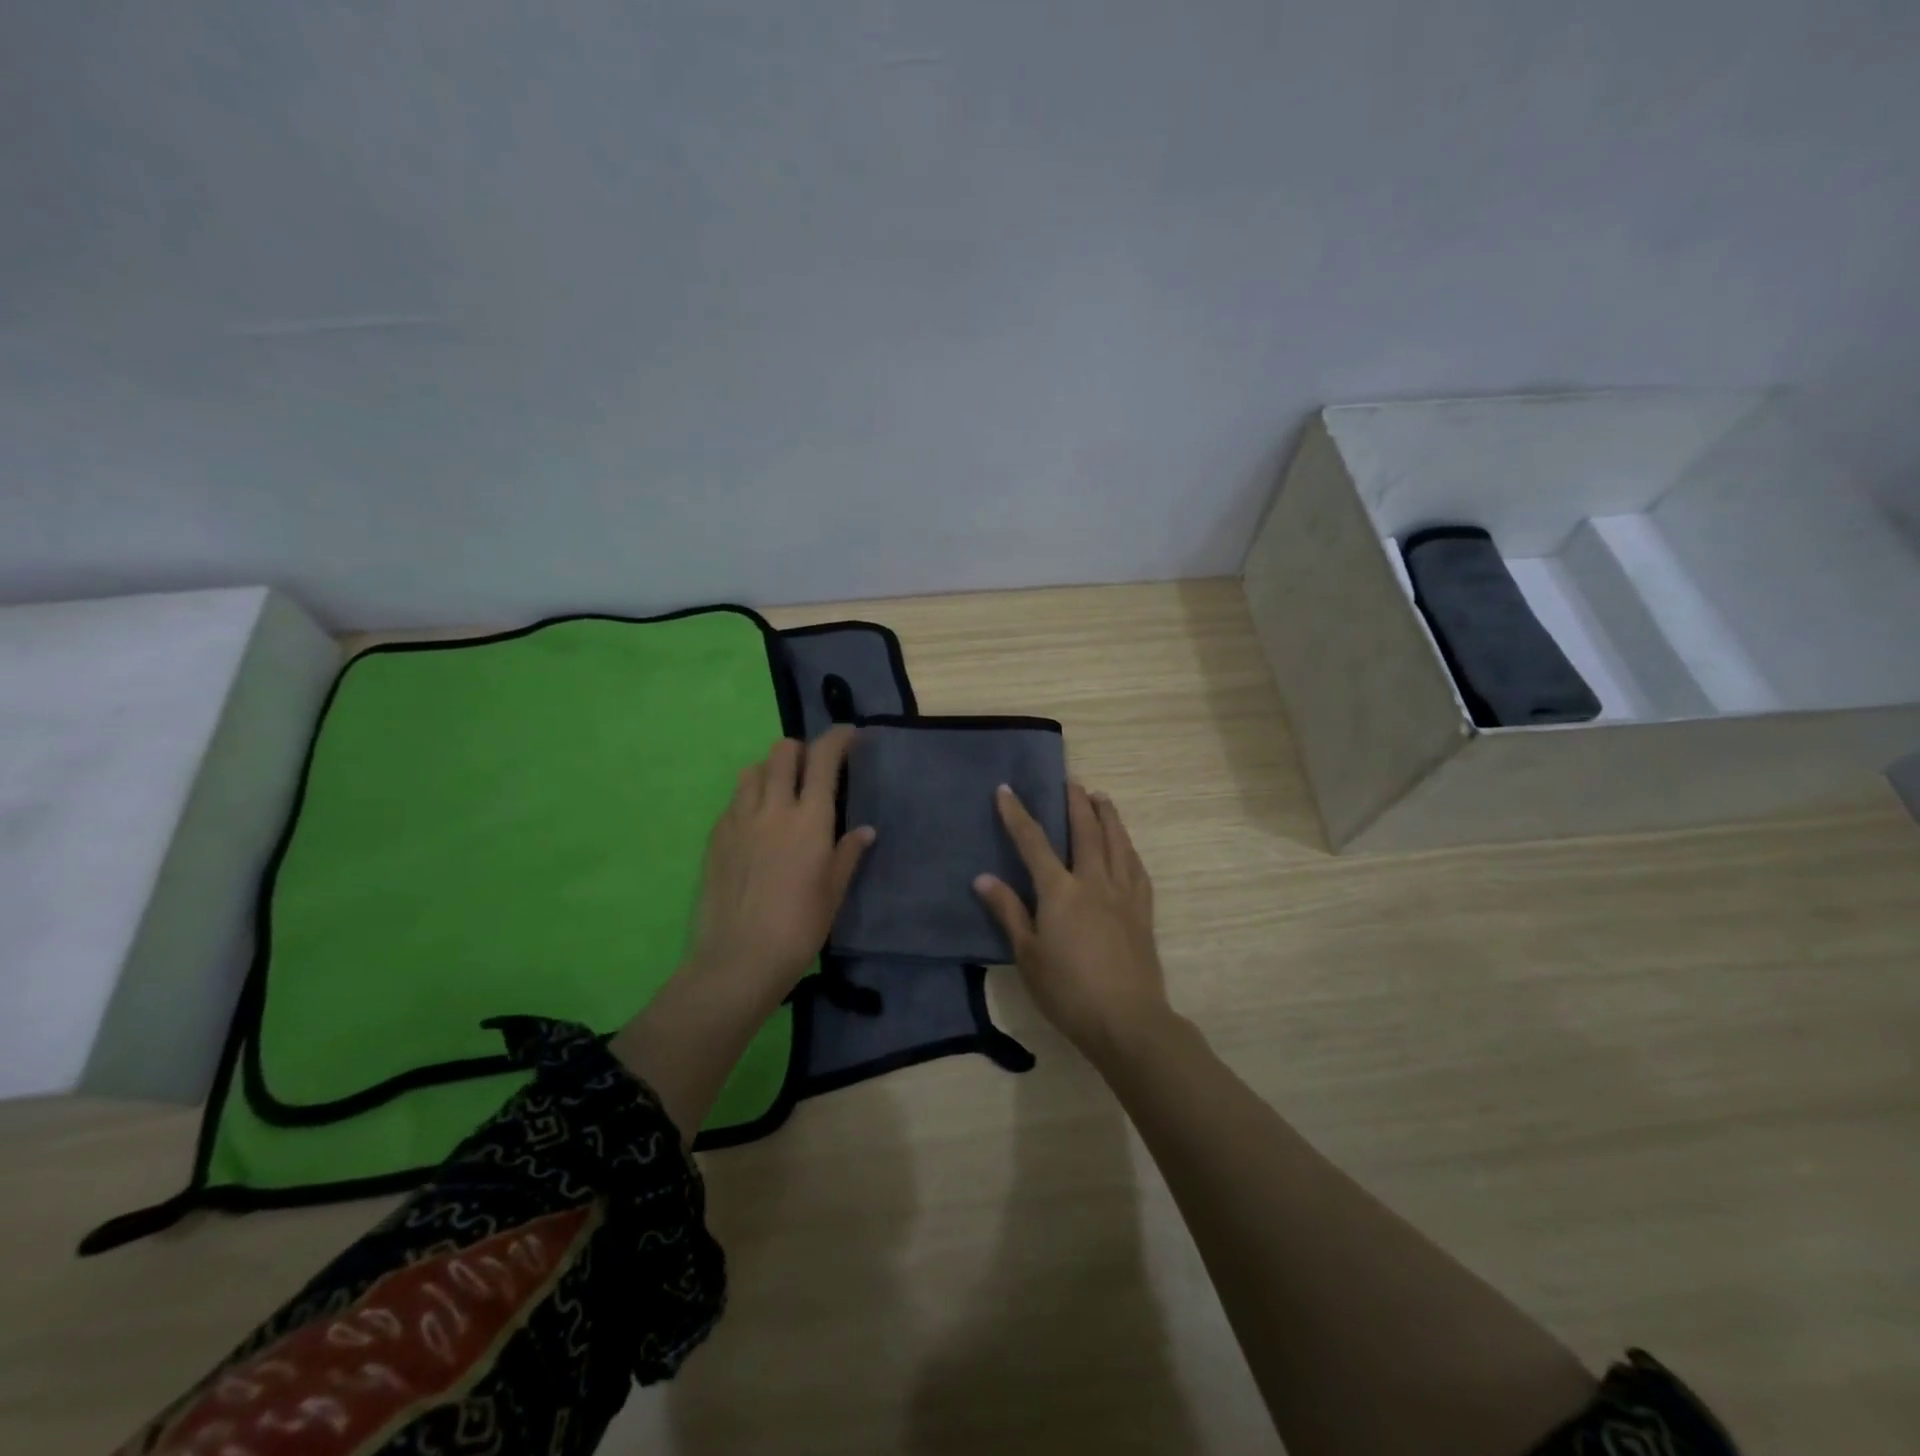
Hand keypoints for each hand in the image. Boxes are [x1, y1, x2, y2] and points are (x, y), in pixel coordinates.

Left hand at [684, 726, 873, 1008]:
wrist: (739, 959)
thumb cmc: (799, 928)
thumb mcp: (833, 892)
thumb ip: (847, 854)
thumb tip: (864, 831)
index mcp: (810, 820)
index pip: (823, 758)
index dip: (838, 738)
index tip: (849, 734)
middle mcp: (774, 808)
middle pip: (783, 752)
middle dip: (801, 750)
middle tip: (812, 770)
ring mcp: (739, 820)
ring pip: (753, 770)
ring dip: (771, 771)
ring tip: (781, 794)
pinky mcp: (716, 837)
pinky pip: (734, 801)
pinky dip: (749, 799)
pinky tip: (756, 826)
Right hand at [974, 782, 1169, 1062]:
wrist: (1127, 1020)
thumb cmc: (1068, 992)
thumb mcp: (1027, 955)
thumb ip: (1008, 912)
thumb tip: (983, 878)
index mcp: (1061, 891)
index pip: (1034, 842)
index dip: (1018, 814)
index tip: (1006, 789)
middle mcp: (1094, 882)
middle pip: (1086, 830)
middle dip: (1075, 802)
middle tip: (1070, 780)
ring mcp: (1124, 894)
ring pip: (1118, 842)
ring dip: (1108, 815)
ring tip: (1101, 797)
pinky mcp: (1143, 911)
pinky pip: (1137, 867)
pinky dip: (1129, 848)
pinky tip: (1127, 846)